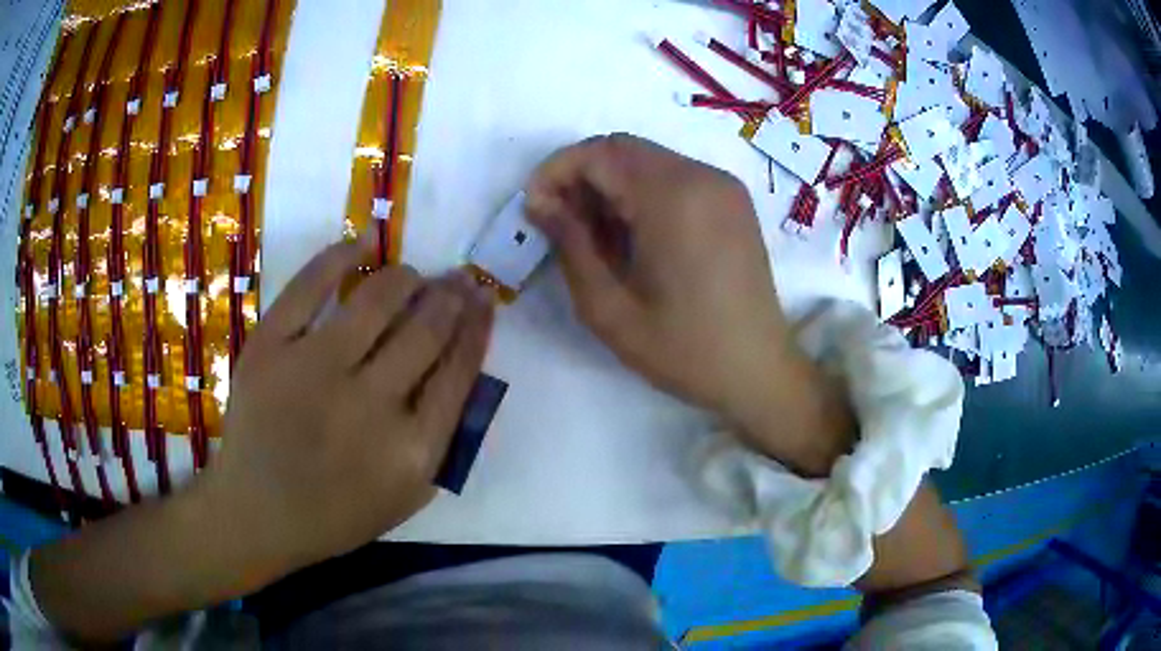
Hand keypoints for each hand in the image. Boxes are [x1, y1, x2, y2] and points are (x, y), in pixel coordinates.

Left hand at [201, 238, 493, 572]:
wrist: (257, 512)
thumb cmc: (337, 512)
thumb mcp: (408, 494)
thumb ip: (442, 437)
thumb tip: (461, 361)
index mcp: (412, 450)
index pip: (459, 369)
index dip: (477, 325)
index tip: (484, 298)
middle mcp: (369, 405)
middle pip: (425, 329)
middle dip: (449, 295)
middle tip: (456, 279)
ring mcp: (313, 371)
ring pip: (377, 299)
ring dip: (405, 277)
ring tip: (411, 276)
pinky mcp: (269, 348)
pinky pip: (309, 286)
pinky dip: (341, 256)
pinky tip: (363, 243)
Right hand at [526, 134, 851, 474]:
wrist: (758, 370)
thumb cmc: (683, 349)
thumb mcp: (609, 308)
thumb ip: (569, 245)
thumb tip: (539, 202)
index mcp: (673, 197)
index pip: (599, 153)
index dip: (556, 171)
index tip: (533, 208)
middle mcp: (702, 176)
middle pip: (624, 149)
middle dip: (582, 177)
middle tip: (561, 224)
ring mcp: (723, 186)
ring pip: (648, 160)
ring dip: (611, 186)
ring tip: (595, 238)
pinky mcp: (733, 201)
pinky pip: (675, 177)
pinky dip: (642, 193)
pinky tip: (634, 237)